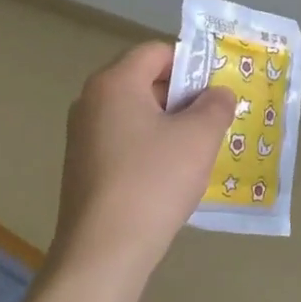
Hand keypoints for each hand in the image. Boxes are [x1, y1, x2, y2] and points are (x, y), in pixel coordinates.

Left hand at [48, 41, 237, 285]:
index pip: (156, 52)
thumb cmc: (153, 182)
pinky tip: (169, 177)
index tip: (216, 91)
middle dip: (182, 96)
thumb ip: (215, 106)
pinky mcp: (82, 167)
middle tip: (214, 121)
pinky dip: (149, 148)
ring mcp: (82, 136)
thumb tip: (218, 94)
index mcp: (114, 83)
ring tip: (197, 151)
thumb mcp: (198, 138)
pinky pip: (123, 142)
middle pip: (144, 81)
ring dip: (168, 125)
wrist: (104, 250)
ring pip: (135, 115)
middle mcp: (90, 101)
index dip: (191, 64)